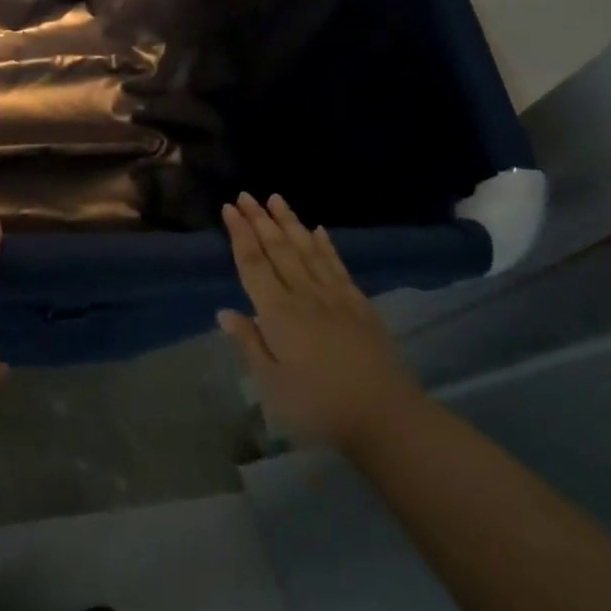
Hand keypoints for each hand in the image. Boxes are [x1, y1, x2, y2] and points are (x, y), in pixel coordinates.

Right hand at [220, 193, 424, 455]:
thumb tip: (224, 312)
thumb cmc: (318, 405)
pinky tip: (319, 230)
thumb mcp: (271, 383)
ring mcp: (335, 297)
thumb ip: (249, 343)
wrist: (386, 417)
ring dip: (290, 222)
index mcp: (278, 313)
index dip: (240, 234)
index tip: (229, 208)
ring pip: (307, 250)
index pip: (253, 264)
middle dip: (260, 219)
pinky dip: (326, 245)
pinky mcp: (359, 304)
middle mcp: (304, 295)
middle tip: (246, 194)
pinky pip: (337, 266)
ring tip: (277, 198)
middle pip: (278, 249)